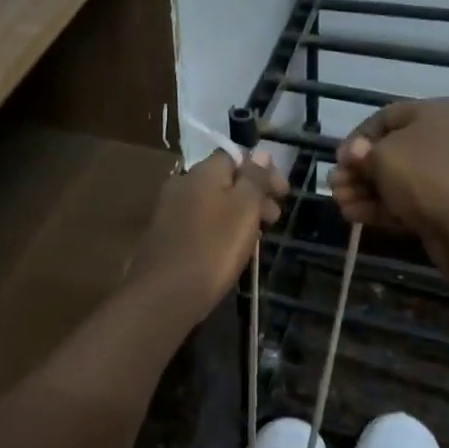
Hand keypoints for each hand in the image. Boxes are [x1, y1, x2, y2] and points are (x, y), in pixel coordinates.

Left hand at [128, 149, 287, 324]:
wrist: (165, 293)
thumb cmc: (213, 247)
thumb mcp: (244, 208)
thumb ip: (254, 178)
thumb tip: (261, 153)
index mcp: (202, 172)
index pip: (236, 157)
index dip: (263, 171)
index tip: (283, 194)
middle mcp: (182, 183)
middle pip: (224, 180)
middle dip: (253, 194)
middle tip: (274, 218)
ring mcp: (170, 210)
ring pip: (212, 202)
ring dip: (238, 213)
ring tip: (256, 238)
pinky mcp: (165, 235)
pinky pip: (200, 222)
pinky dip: (219, 228)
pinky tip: (229, 249)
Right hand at [330, 100, 448, 267]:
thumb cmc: (425, 177)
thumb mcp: (382, 157)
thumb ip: (360, 153)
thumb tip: (354, 153)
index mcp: (434, 113)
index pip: (384, 117)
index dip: (356, 138)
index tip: (339, 161)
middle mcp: (445, 137)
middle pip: (390, 150)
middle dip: (358, 171)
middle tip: (334, 187)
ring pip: (398, 178)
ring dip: (365, 190)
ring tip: (340, 205)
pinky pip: (411, 199)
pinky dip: (383, 206)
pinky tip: (355, 216)